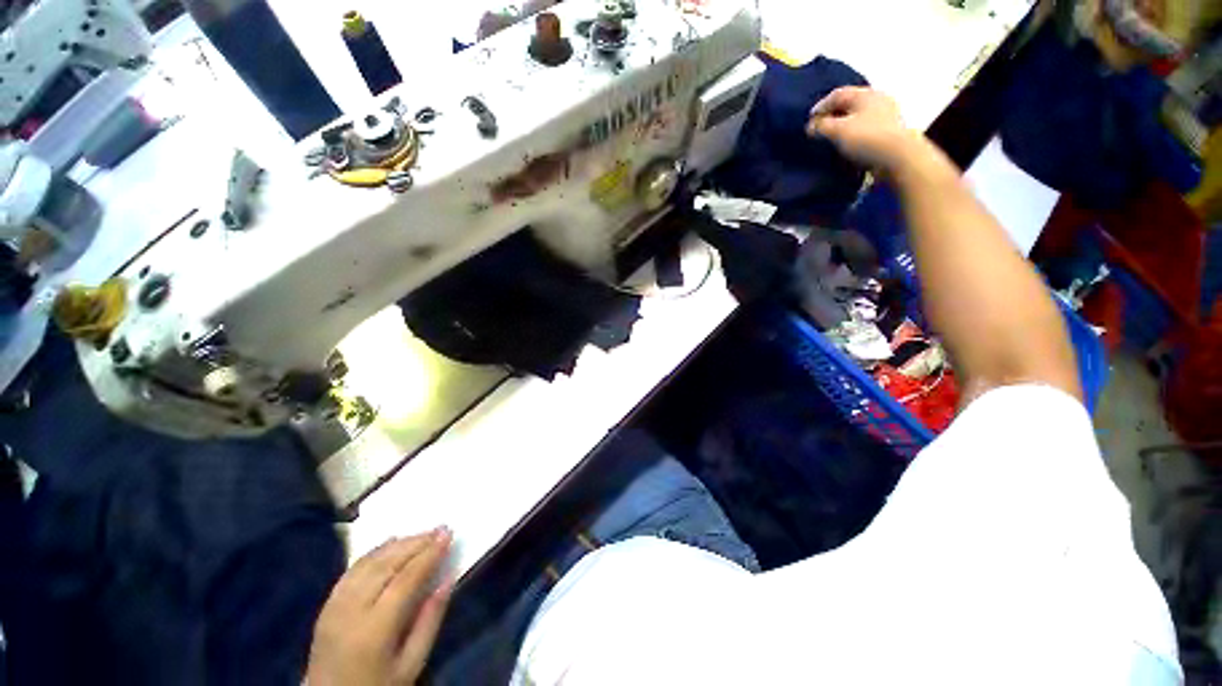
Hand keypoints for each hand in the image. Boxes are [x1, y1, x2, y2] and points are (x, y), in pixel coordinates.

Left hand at [306, 528, 454, 685]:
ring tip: (421, 534)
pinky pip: (352, 570)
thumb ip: (430, 621)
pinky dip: (374, 552)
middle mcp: (351, 611)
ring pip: (368, 563)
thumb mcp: (411, 664)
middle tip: (440, 528)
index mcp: (374, 630)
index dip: (429, 554)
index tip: (448, 534)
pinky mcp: (326, 605)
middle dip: (416, 543)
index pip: (406, 580)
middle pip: (386, 565)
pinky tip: (390, 544)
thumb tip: (448, 579)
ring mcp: (334, 606)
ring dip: (397, 544)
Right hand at [806, 87, 926, 174]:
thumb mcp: (837, 130)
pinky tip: (846, 145)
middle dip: (831, 116)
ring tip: (830, 139)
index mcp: (865, 94)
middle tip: (818, 130)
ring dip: (842, 126)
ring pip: (857, 117)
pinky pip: (864, 128)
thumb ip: (821, 126)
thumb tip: (811, 126)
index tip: (809, 122)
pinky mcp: (888, 132)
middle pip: (848, 105)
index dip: (820, 106)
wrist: (898, 157)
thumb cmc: (866, 138)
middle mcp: (877, 99)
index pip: (837, 94)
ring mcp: (885, 115)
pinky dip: (852, 134)